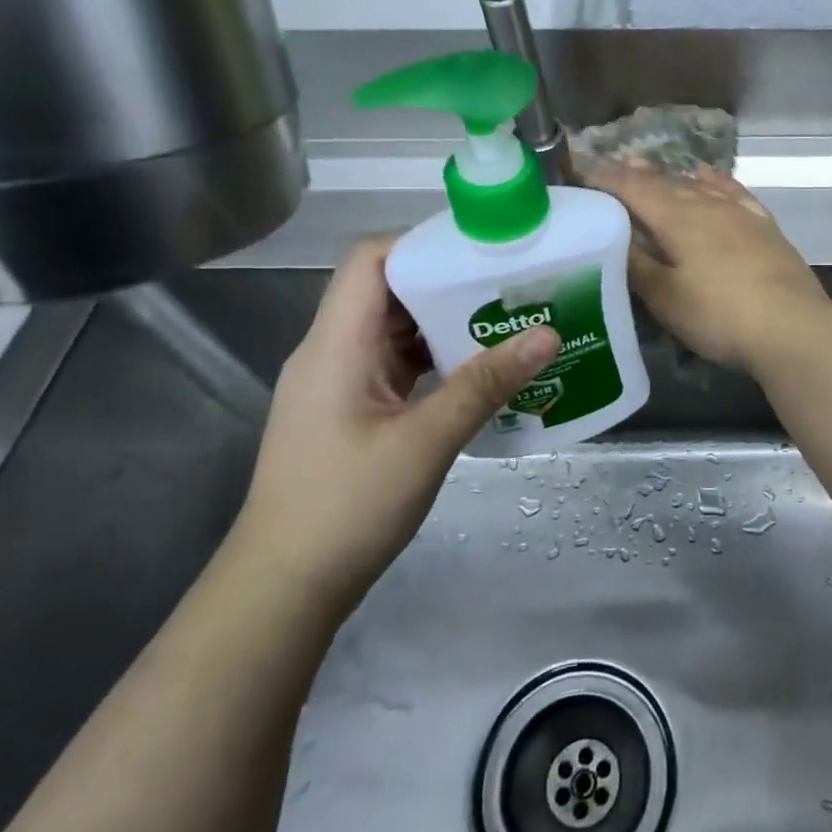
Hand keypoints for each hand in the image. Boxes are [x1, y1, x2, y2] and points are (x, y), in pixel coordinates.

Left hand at [230, 237, 559, 610]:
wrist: (284, 588)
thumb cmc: (345, 507)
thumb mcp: (425, 442)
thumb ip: (485, 384)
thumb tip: (548, 334)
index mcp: (336, 344)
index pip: (370, 260)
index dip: (423, 244)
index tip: (484, 250)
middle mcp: (333, 352)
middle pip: (389, 291)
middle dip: (450, 282)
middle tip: (513, 284)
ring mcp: (341, 383)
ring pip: (397, 330)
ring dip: (447, 323)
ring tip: (509, 321)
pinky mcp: (353, 411)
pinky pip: (399, 366)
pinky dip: (438, 360)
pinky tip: (481, 372)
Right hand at [580, 161, 826, 370]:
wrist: (792, 327)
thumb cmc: (719, 315)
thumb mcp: (665, 297)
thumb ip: (636, 264)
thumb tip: (611, 237)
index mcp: (678, 218)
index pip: (633, 188)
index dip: (606, 179)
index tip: (582, 173)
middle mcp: (708, 204)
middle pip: (665, 182)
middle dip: (635, 175)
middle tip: (611, 170)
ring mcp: (741, 213)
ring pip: (698, 185)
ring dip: (671, 176)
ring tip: (651, 169)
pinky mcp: (764, 227)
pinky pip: (733, 192)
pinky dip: (714, 182)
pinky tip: (708, 178)